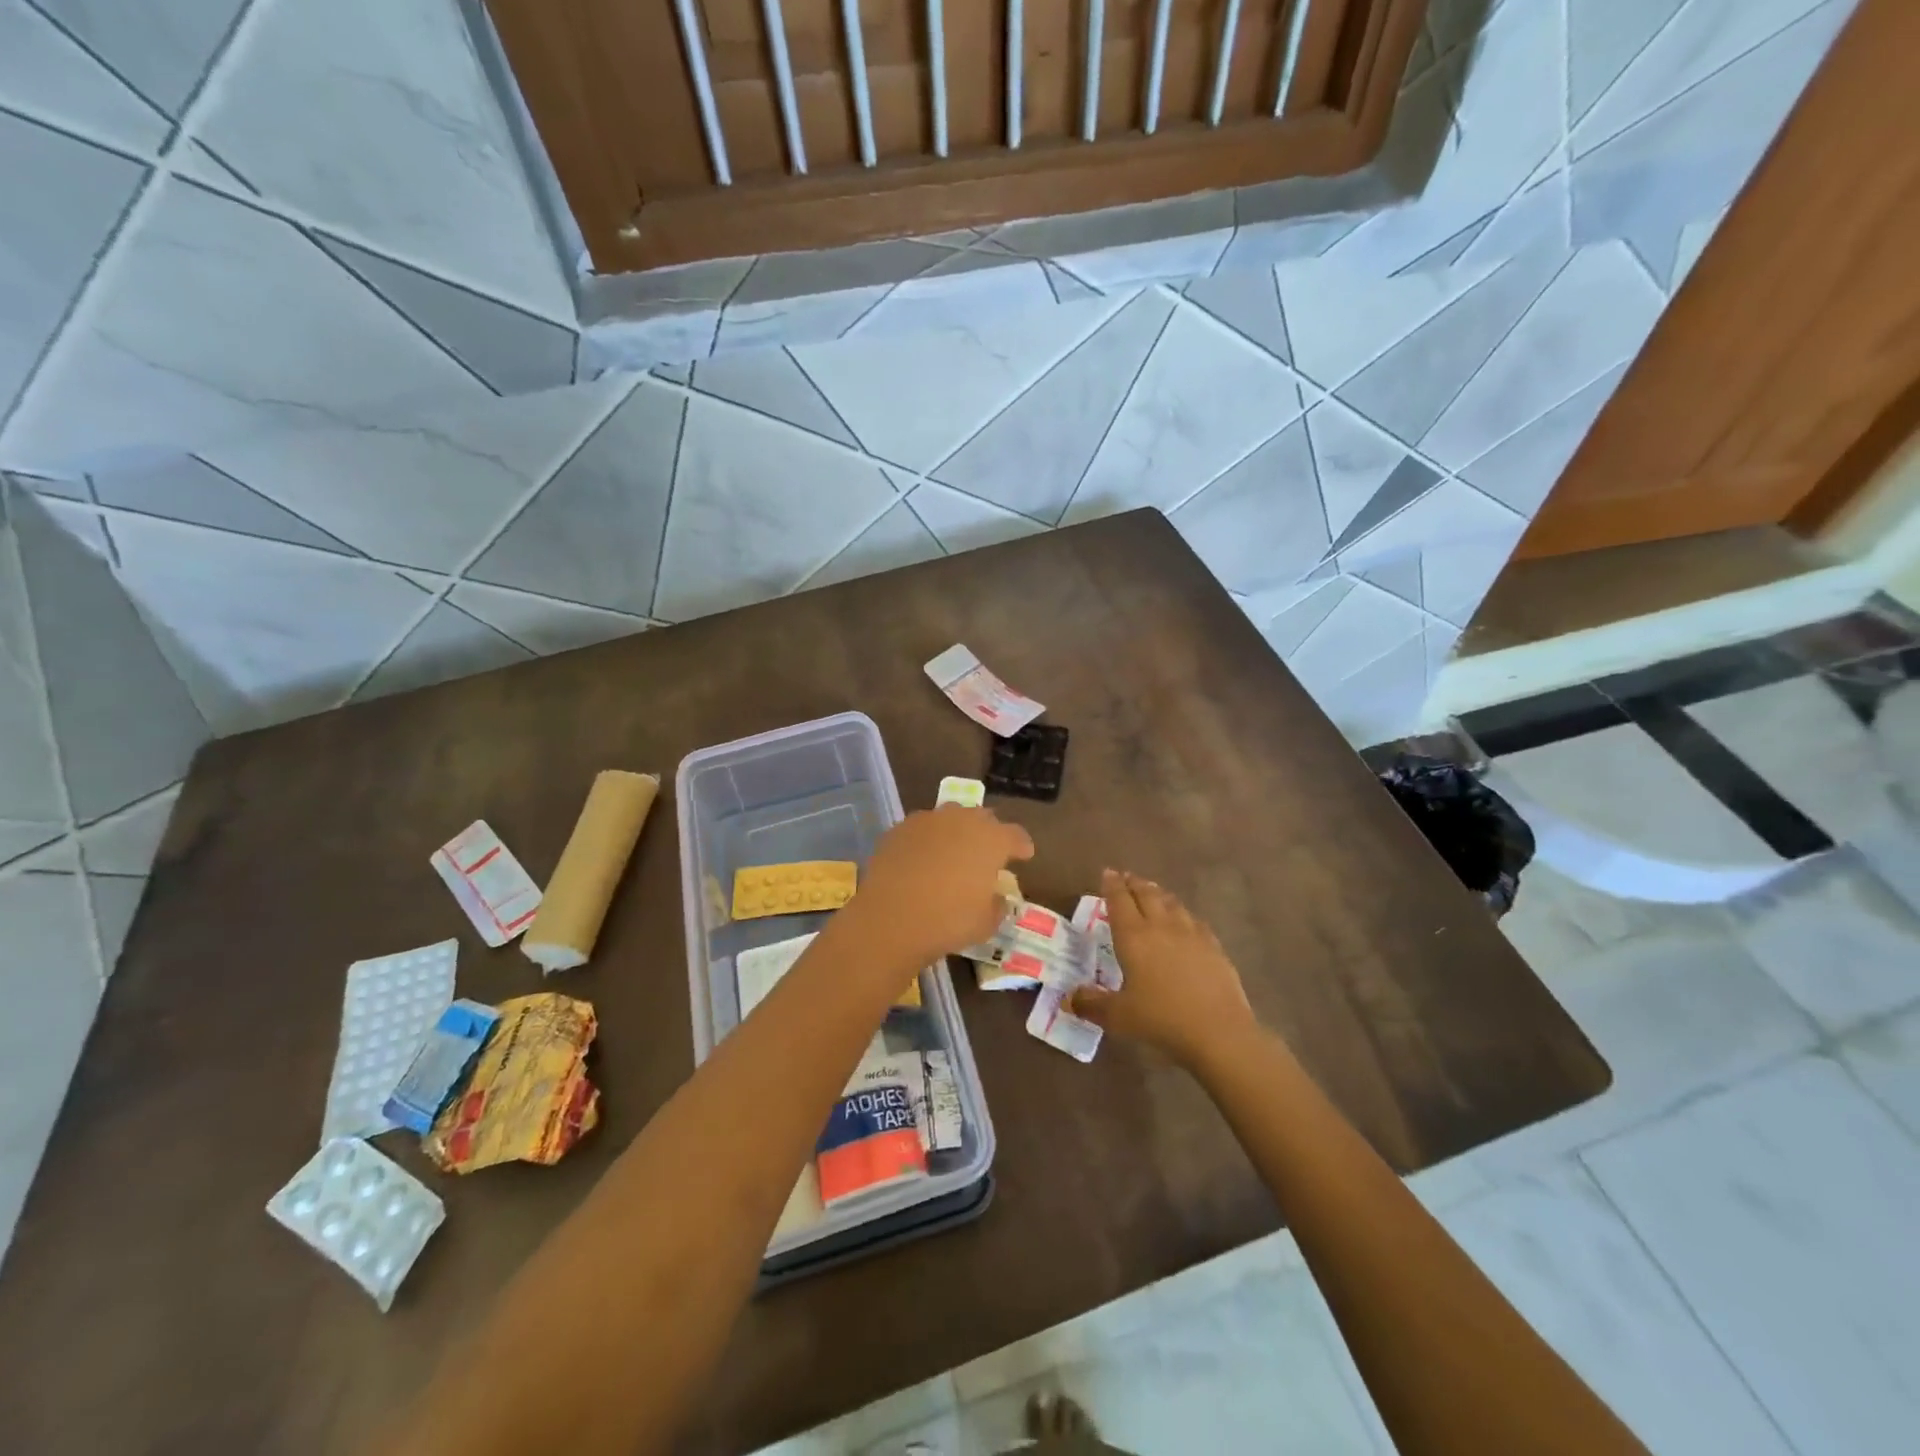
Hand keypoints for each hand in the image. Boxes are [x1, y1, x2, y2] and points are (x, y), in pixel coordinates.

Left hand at [851, 806, 1033, 965]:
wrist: (891, 918)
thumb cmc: (949, 921)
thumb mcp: (986, 923)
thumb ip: (997, 905)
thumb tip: (995, 897)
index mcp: (992, 840)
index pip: (1016, 835)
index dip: (1021, 846)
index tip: (1024, 855)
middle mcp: (962, 820)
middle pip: (983, 818)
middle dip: (989, 833)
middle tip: (987, 853)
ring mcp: (927, 821)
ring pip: (950, 818)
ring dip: (956, 831)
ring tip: (953, 852)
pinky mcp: (899, 829)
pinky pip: (921, 829)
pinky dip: (927, 840)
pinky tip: (922, 859)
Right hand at [1069, 869, 1256, 1068]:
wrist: (1219, 1032)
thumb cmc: (1161, 1019)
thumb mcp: (1118, 1016)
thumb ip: (1091, 1004)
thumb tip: (1068, 999)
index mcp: (1133, 936)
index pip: (1119, 901)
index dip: (1111, 885)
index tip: (1108, 873)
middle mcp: (1161, 926)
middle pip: (1146, 895)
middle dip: (1134, 883)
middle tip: (1126, 877)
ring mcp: (1191, 934)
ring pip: (1171, 903)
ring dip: (1158, 894)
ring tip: (1152, 892)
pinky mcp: (1214, 946)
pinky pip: (1194, 920)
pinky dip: (1183, 914)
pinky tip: (1185, 921)